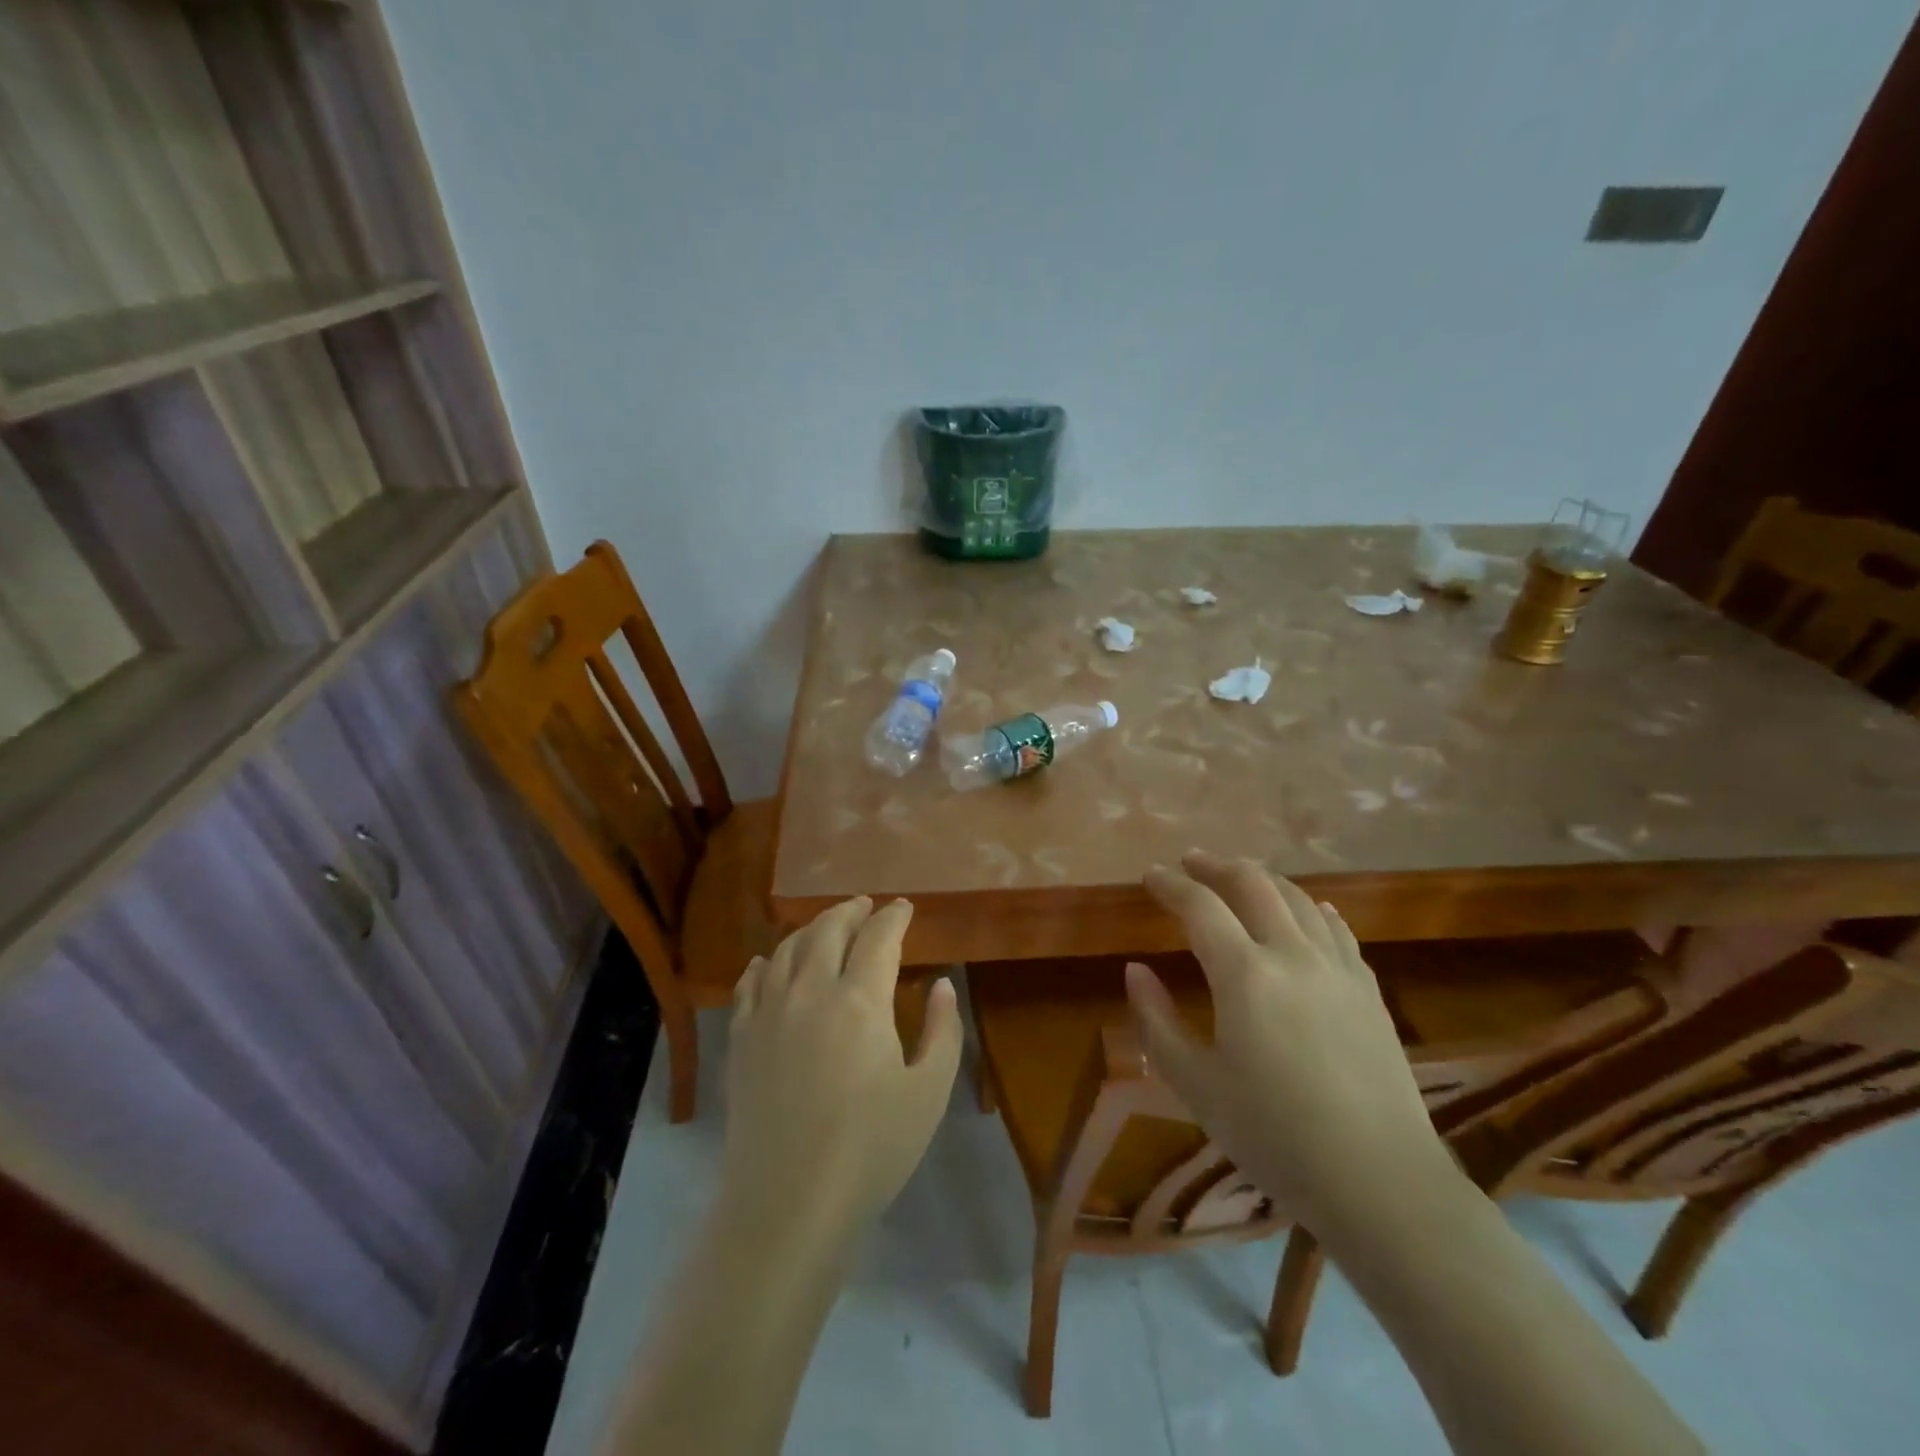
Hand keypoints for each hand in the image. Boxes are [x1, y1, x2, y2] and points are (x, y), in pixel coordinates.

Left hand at [723, 897, 962, 1235]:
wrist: (787, 1204)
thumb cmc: (870, 1150)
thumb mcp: (928, 1092)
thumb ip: (943, 1031)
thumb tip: (942, 985)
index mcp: (860, 1000)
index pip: (878, 937)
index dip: (894, 917)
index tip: (905, 907)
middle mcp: (810, 991)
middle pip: (828, 930)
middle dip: (850, 911)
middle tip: (866, 907)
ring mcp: (768, 1012)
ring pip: (787, 949)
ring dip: (810, 930)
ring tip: (826, 927)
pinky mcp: (741, 1039)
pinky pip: (749, 984)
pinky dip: (764, 964)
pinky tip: (768, 963)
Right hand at [1125, 852, 1452, 1231]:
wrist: (1380, 1181)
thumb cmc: (1274, 1136)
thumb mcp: (1196, 1085)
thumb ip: (1157, 1021)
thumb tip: (1135, 970)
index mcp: (1244, 974)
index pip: (1199, 906)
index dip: (1170, 884)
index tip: (1150, 875)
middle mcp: (1292, 955)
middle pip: (1253, 884)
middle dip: (1216, 866)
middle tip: (1191, 862)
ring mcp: (1338, 968)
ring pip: (1298, 898)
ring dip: (1262, 879)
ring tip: (1239, 878)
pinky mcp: (1368, 989)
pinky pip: (1337, 929)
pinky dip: (1312, 908)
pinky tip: (1309, 910)